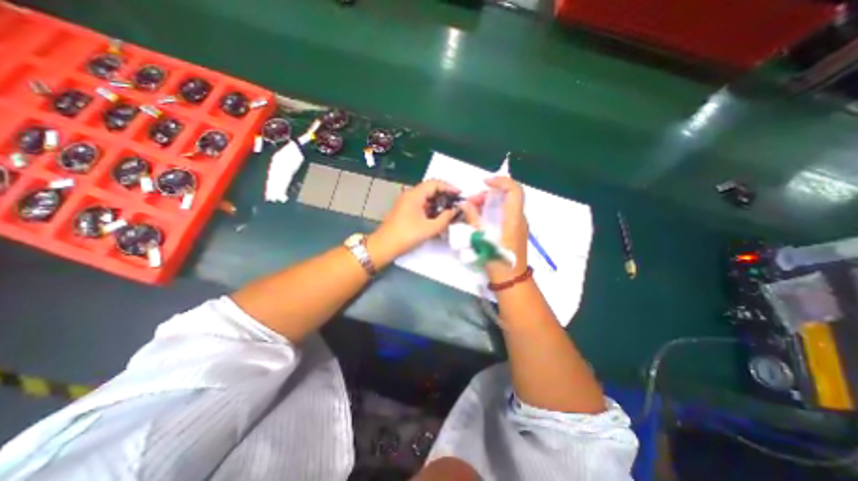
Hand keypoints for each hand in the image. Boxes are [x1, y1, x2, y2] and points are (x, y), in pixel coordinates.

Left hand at [371, 178, 461, 258]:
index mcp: (414, 195)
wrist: (384, 246)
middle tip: (457, 203)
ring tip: (450, 211)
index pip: (435, 183)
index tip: (460, 195)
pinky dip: (431, 209)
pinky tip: (439, 217)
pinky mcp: (405, 210)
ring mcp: (406, 203)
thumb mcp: (429, 228)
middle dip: (445, 195)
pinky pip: (421, 205)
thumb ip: (445, 218)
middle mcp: (410, 195)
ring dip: (438, 203)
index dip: (449, 187)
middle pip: (430, 189)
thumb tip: (455, 211)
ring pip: (426, 198)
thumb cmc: (406, 236)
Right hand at [462, 175, 529, 282]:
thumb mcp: (482, 240)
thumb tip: (465, 204)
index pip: (514, 190)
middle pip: (507, 196)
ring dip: (488, 203)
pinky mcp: (514, 231)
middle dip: (488, 194)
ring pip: (505, 205)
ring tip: (472, 210)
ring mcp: (518, 225)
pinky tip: (479, 219)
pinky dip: (492, 211)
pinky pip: (504, 214)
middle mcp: (519, 219)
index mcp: (514, 219)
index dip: (501, 181)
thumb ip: (474, 219)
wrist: (511, 281)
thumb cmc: (498, 262)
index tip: (484, 182)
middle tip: (471, 202)